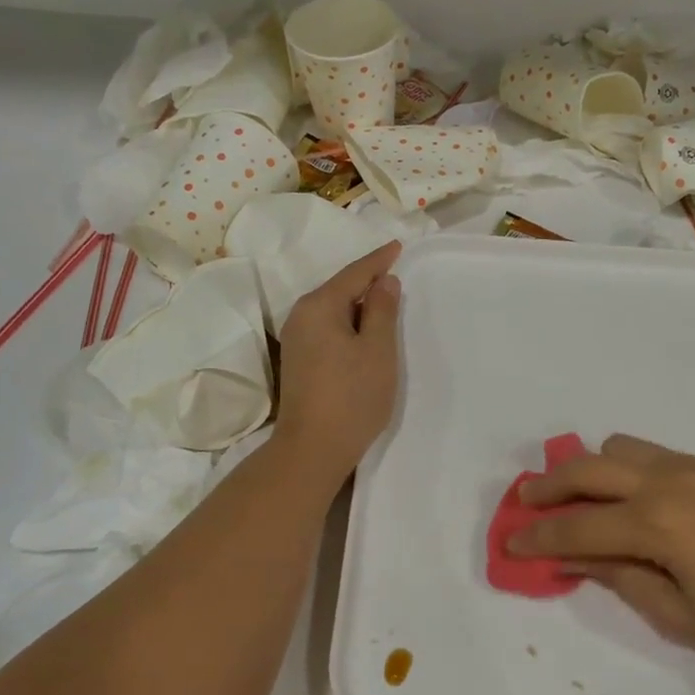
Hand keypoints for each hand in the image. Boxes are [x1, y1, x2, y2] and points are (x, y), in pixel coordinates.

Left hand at [274, 242, 401, 483]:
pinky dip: (348, 323)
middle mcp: (301, 316)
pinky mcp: (299, 361)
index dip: (378, 260)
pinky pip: (327, 328)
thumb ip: (382, 310)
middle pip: (339, 289)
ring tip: (385, 301)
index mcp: (319, 306)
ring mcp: (296, 340)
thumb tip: (383, 281)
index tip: (398, 246)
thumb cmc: (352, 396)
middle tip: (395, 272)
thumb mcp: (377, 350)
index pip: (354, 274)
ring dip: (358, 305)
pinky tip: (364, 331)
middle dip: (367, 281)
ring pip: (333, 310)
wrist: (312, 449)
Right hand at [510, 435, 694, 675]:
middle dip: (549, 486)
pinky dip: (625, 467)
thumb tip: (575, 558)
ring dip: (590, 468)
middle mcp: (666, 481)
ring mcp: (691, 467)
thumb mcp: (677, 612)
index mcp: (656, 524)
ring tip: (580, 496)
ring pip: (619, 448)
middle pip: (587, 470)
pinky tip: (631, 497)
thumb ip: (619, 577)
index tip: (510, 543)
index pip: (578, 528)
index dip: (539, 537)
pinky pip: (652, 453)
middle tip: (526, 502)